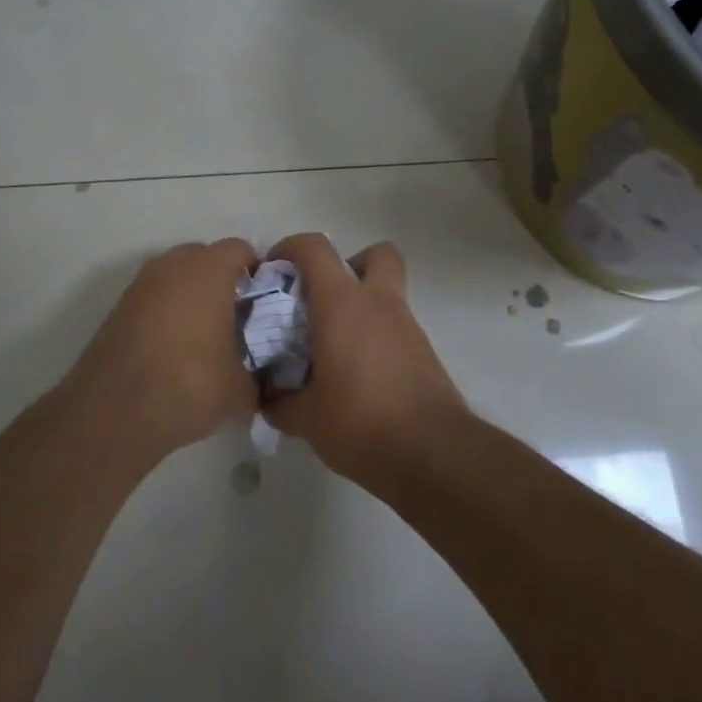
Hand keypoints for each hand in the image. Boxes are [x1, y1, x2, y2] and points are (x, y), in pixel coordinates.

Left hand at [68, 238, 259, 458]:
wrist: (114, 413)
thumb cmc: (189, 385)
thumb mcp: (240, 389)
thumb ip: (257, 374)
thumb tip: (259, 378)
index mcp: (208, 271)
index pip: (239, 249)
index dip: (254, 271)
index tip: (261, 300)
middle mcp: (172, 266)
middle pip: (203, 257)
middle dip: (219, 279)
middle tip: (233, 316)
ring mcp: (140, 285)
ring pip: (174, 276)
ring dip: (188, 295)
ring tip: (201, 335)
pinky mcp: (117, 309)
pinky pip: (152, 298)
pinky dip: (163, 312)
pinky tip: (170, 348)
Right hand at [262, 234, 466, 489]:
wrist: (432, 453)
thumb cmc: (360, 423)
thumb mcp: (306, 419)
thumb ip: (281, 402)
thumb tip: (269, 397)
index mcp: (342, 304)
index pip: (315, 249)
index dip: (291, 247)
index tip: (274, 269)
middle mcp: (378, 303)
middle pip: (375, 254)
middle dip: (349, 264)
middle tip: (324, 298)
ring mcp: (407, 326)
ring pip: (388, 292)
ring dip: (363, 305)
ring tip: (336, 345)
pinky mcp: (424, 352)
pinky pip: (396, 327)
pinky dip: (377, 336)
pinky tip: (359, 374)